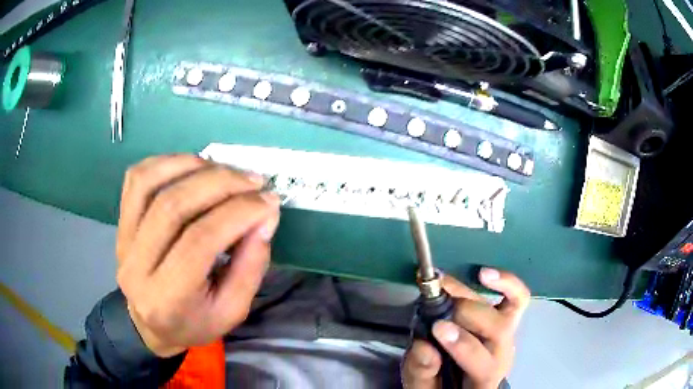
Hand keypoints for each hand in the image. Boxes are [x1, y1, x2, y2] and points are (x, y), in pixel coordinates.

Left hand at [115, 155, 279, 356]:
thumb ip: (252, 265)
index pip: (199, 242)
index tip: (268, 201)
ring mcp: (123, 241)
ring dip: (192, 166)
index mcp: (167, 298)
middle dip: (220, 184)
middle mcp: (137, 267)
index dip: (237, 213)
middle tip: (254, 180)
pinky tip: (192, 165)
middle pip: (174, 206)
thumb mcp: (233, 310)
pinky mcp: (120, 223)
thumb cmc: (195, 322)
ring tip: (224, 170)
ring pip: (149, 184)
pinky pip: (136, 179)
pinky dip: (165, 162)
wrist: (152, 325)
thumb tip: (265, 214)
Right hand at [402, 269, 529, 388]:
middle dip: (464, 313)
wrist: (465, 383)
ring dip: (475, 294)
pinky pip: (518, 296)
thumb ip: (421, 373)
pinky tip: (483, 274)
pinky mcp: (510, 317)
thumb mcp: (424, 388)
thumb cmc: (443, 387)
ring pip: (508, 308)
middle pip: (497, 328)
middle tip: (434, 305)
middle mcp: (503, 353)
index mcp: (484, 379)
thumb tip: (423, 346)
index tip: (437, 328)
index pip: (481, 361)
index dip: (461, 343)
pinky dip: (505, 282)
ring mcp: (510, 333)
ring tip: (445, 284)